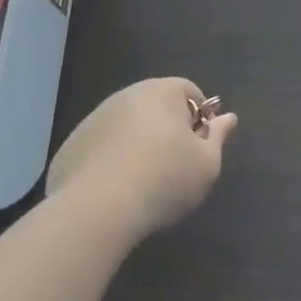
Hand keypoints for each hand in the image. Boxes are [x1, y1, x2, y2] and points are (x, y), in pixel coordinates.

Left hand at [45, 78, 236, 242]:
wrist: (97, 209)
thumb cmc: (165, 180)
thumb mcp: (207, 164)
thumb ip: (218, 137)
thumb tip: (228, 117)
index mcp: (163, 91)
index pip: (190, 92)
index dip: (199, 119)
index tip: (199, 148)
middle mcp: (128, 94)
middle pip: (156, 107)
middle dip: (167, 129)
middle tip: (173, 166)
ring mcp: (95, 118)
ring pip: (125, 126)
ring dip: (136, 144)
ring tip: (141, 182)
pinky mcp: (71, 144)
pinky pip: (99, 148)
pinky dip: (108, 161)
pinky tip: (112, 191)